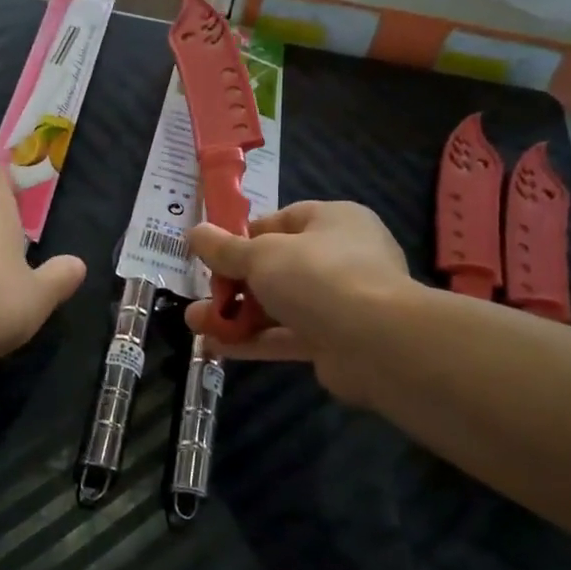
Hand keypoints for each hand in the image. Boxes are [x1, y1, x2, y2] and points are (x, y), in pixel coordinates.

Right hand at [185, 201, 411, 405]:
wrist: (376, 342)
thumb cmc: (318, 276)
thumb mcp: (261, 256)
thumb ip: (225, 249)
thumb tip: (194, 232)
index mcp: (333, 221)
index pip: (282, 221)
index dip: (244, 237)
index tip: (214, 254)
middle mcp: (341, 257)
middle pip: (277, 267)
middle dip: (233, 284)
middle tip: (201, 295)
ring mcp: (340, 302)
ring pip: (279, 305)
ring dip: (237, 315)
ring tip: (195, 324)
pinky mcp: (334, 341)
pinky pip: (286, 336)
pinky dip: (254, 341)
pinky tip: (217, 348)